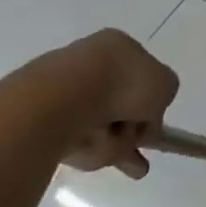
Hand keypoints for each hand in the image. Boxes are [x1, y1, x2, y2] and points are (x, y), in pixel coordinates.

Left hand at [53, 30, 181, 178]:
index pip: (140, 78)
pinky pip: (73, 139)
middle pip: (118, 107)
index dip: (150, 106)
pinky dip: (86, 148)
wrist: (62, 99)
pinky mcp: (40, 115)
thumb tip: (148, 115)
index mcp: (119, 46)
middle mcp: (90, 62)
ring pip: (99, 126)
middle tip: (137, 160)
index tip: (152, 129)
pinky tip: (90, 149)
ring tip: (112, 150)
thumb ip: (164, 97)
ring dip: (111, 143)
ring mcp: (63, 88)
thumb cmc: (122, 83)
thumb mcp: (165, 85)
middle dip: (129, 134)